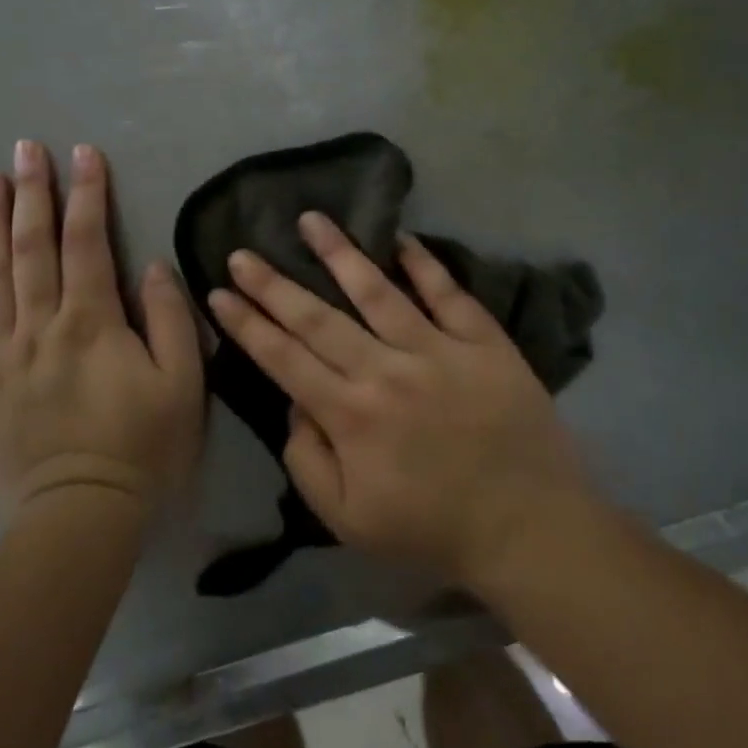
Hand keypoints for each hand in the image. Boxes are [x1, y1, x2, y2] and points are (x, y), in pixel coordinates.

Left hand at [0, 140, 204, 524]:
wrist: (77, 520)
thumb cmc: (141, 450)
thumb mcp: (181, 386)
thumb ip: (168, 320)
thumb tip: (151, 266)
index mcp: (91, 323)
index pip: (87, 243)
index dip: (87, 194)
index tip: (84, 154)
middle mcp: (39, 327)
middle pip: (31, 248)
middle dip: (31, 193)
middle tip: (25, 149)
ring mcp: (2, 356)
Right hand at [205, 212, 594, 591]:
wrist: (529, 526)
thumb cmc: (432, 527)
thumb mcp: (348, 520)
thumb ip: (308, 461)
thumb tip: (296, 405)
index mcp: (350, 415)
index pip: (284, 358)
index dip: (247, 324)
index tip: (218, 293)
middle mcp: (386, 370)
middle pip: (318, 318)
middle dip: (273, 284)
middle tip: (242, 252)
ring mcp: (437, 349)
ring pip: (377, 291)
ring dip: (339, 253)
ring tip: (311, 219)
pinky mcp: (483, 341)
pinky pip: (448, 293)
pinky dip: (423, 263)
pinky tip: (400, 238)